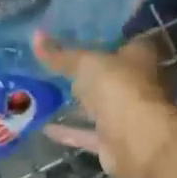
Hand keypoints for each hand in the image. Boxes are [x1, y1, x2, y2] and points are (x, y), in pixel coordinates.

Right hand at [34, 32, 176, 177]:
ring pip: (101, 106)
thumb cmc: (119, 88)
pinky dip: (70, 132)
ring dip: (81, 104)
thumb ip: (61, 55)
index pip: (127, 42)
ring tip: (49, 94)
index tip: (82, 35)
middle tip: (59, 64)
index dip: (107, 38)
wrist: (138, 141)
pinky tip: (45, 127)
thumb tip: (36, 36)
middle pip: (113, 75)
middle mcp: (138, 85)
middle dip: (91, 73)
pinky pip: (88, 134)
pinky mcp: (115, 142)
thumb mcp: (85, 64)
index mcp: (140, 58)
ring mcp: (128, 115)